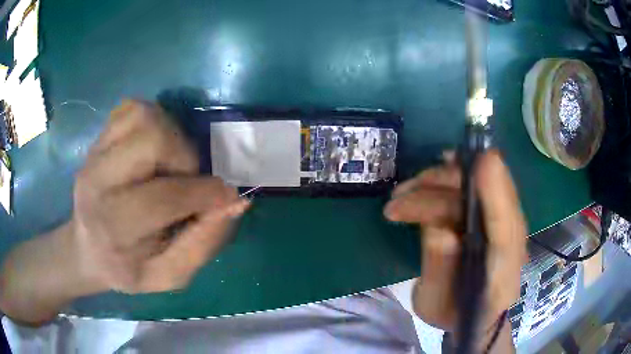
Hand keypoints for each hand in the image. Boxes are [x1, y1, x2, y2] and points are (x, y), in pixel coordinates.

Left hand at [72, 100, 248, 293]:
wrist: (87, 247)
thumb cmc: (128, 267)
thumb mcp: (169, 276)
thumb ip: (203, 244)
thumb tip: (234, 201)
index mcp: (113, 227)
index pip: (162, 198)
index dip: (204, 194)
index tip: (226, 197)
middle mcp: (97, 182)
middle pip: (151, 139)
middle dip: (183, 158)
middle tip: (185, 180)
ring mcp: (95, 153)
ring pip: (144, 116)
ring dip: (170, 135)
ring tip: (168, 163)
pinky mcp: (98, 136)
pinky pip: (132, 108)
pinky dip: (152, 121)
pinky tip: (151, 148)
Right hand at [384, 151, 526, 338]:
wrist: (475, 315)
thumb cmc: (453, 313)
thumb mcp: (435, 304)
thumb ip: (439, 270)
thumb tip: (437, 230)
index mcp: (502, 269)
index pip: (506, 227)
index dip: (496, 192)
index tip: (481, 161)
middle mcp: (511, 239)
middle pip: (487, 195)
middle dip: (442, 186)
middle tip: (399, 197)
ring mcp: (505, 222)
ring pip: (479, 185)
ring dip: (438, 181)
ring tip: (401, 194)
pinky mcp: (494, 214)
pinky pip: (477, 185)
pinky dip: (449, 178)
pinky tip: (428, 178)